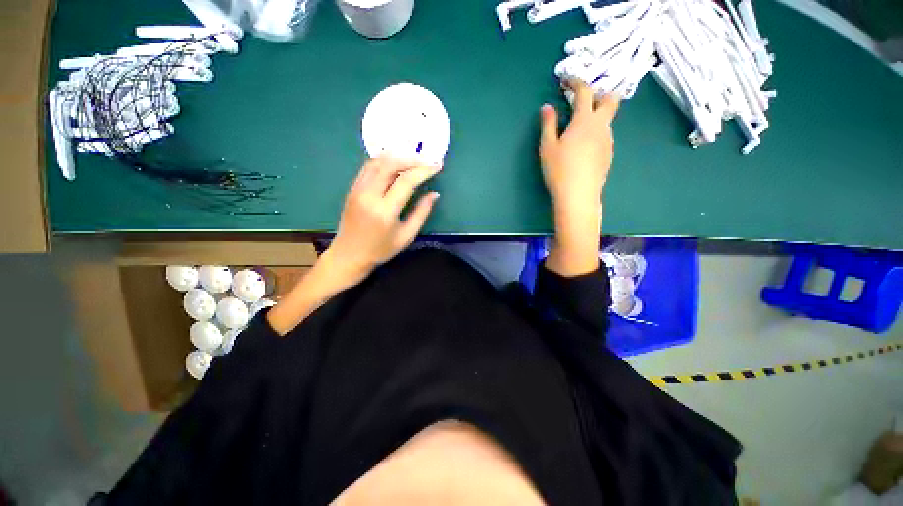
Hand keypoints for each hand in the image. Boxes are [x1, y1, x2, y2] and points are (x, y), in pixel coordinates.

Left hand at [324, 156, 441, 286]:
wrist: (349, 255)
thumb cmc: (381, 249)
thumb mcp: (406, 236)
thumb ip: (421, 213)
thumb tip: (434, 194)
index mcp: (385, 210)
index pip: (406, 181)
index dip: (423, 171)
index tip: (437, 166)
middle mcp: (369, 195)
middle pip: (390, 164)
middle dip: (411, 159)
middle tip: (426, 162)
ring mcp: (358, 189)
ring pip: (378, 161)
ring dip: (397, 157)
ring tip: (413, 161)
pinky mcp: (352, 188)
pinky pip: (368, 167)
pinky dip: (384, 161)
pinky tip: (395, 164)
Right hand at [539, 80, 619, 275]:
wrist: (578, 196)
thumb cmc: (559, 170)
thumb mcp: (547, 147)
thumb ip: (548, 124)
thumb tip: (546, 107)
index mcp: (585, 121)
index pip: (585, 92)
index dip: (577, 82)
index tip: (568, 81)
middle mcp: (601, 126)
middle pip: (610, 100)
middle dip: (599, 94)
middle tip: (581, 102)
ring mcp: (608, 141)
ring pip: (607, 120)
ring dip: (595, 116)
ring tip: (578, 129)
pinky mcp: (608, 154)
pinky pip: (605, 135)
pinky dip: (596, 132)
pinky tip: (583, 148)